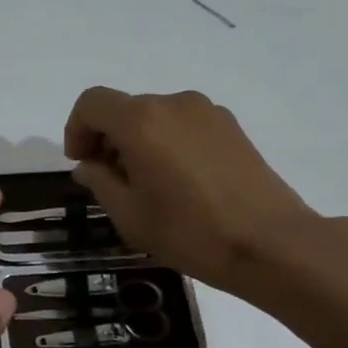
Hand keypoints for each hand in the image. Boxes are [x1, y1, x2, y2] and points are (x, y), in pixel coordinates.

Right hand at [63, 87, 324, 293]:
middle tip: (111, 181)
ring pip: (154, 116)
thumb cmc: (190, 232)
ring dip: (138, 141)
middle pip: (124, 108)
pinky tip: (180, 182)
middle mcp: (173, 103)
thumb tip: (89, 165)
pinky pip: (183, 124)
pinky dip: (167, 142)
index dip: (76, 129)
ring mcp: (206, 112)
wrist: (271, 243)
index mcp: (141, 121)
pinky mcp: (230, 126)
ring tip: (148, 185)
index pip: (92, 103)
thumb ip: (100, 182)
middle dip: (107, 139)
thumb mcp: (129, 215)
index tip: (81, 163)